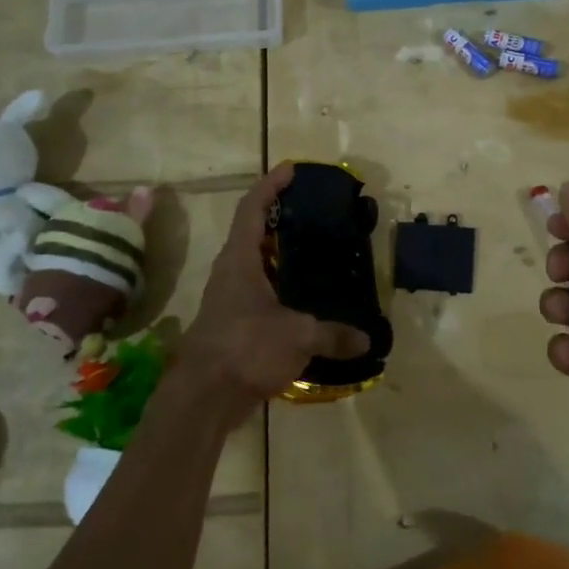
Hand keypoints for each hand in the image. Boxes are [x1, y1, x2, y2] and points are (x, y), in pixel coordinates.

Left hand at [176, 164, 369, 423]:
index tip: (291, 169)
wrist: (202, 399)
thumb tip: (366, 339)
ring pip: (256, 265)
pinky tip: (305, 300)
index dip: (270, 185)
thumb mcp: (297, 336)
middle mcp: (230, 273)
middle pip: (252, 232)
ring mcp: (229, 300)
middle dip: (279, 217)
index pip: (252, 208)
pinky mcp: (233, 325)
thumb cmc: (245, 349)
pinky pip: (260, 294)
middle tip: (312, 211)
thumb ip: (333, 334)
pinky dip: (281, 288)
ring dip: (279, 255)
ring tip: (315, 252)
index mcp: (239, 260)